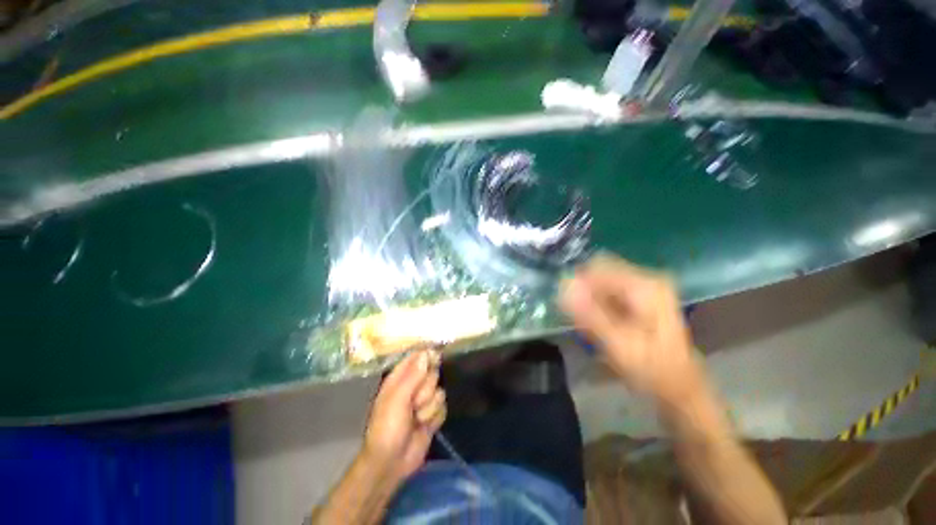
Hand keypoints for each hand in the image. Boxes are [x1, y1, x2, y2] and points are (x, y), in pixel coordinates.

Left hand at [361, 350, 446, 482]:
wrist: (391, 463)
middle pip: (432, 373)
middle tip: (414, 402)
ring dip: (429, 407)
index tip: (435, 357)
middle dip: (426, 389)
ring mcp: (424, 401)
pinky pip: (443, 407)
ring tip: (416, 419)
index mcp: (399, 378)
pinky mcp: (433, 415)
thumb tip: (427, 353)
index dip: (426, 356)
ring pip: (439, 391)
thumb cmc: (387, 427)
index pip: (416, 357)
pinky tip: (425, 426)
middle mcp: (413, 386)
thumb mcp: (397, 399)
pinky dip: (435, 418)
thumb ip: (413, 376)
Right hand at [559, 254, 703, 405]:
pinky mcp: (639, 296)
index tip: (569, 307)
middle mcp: (646, 279)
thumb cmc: (652, 370)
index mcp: (645, 286)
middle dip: (584, 293)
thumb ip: (590, 314)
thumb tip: (564, 285)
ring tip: (591, 326)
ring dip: (589, 301)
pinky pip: (607, 291)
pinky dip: (596, 305)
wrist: (680, 388)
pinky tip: (599, 324)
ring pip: (600, 282)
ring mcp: (644, 287)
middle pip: (599, 272)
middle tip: (581, 319)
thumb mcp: (618, 345)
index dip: (578, 283)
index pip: (597, 267)